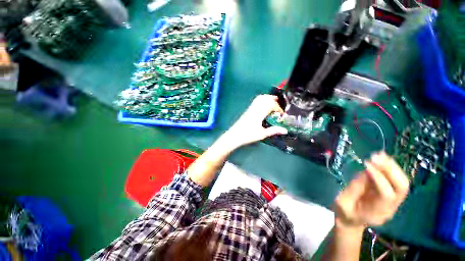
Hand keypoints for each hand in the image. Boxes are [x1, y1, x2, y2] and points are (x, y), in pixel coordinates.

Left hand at [223, 95, 287, 148]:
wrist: (234, 135)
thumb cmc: (248, 136)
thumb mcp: (262, 134)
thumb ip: (273, 131)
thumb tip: (285, 130)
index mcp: (259, 114)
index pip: (271, 105)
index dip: (278, 108)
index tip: (281, 114)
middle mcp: (255, 109)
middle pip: (265, 99)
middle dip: (274, 100)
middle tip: (279, 107)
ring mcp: (250, 108)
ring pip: (260, 98)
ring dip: (268, 98)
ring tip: (274, 103)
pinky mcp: (247, 110)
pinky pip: (255, 101)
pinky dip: (262, 100)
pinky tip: (264, 105)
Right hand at [334, 152, 408, 229]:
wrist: (351, 221)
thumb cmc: (344, 213)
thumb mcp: (343, 202)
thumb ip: (354, 188)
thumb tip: (365, 172)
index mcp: (378, 213)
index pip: (386, 194)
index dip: (378, 178)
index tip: (367, 164)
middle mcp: (391, 207)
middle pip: (401, 188)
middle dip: (390, 170)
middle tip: (376, 157)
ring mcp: (393, 201)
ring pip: (402, 182)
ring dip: (391, 166)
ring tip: (378, 154)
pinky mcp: (390, 193)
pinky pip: (395, 179)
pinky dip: (389, 167)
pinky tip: (381, 158)